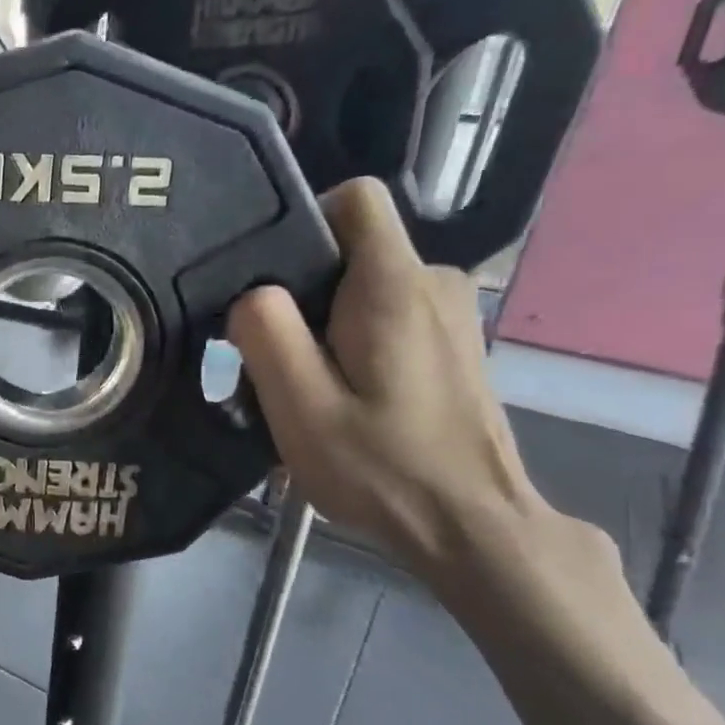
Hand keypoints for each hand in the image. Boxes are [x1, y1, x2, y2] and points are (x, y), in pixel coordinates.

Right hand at [226, 179, 547, 577]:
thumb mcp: (300, 406)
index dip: (304, 220)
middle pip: (350, 252)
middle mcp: (433, 282)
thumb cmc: (380, 467)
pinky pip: (388, 316)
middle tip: (276, 361)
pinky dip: (355, 344)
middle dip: (302, 294)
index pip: (356, 198)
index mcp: (393, 286)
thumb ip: (267, 334)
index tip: (270, 280)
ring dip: (325, 326)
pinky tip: (345, 399)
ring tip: (306, 389)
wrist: (471, 526)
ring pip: (365, 288)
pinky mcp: (454, 343)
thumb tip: (253, 293)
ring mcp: (451, 313)